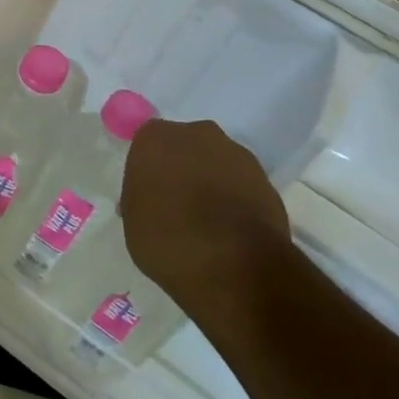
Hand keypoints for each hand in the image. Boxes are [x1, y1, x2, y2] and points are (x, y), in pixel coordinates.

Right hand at [122, 120, 289, 319]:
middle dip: (182, 169)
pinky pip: (241, 184)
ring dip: (211, 183)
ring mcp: (236, 154)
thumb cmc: (168, 240)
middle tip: (177, 205)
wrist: (235, 264)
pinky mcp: (266, 179)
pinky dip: (236, 199)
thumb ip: (141, 198)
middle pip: (185, 147)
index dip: (149, 170)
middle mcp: (196, 134)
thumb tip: (153, 198)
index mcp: (155, 138)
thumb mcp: (133, 222)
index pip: (147, 144)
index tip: (150, 196)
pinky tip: (231, 230)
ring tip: (209, 223)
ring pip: (216, 163)